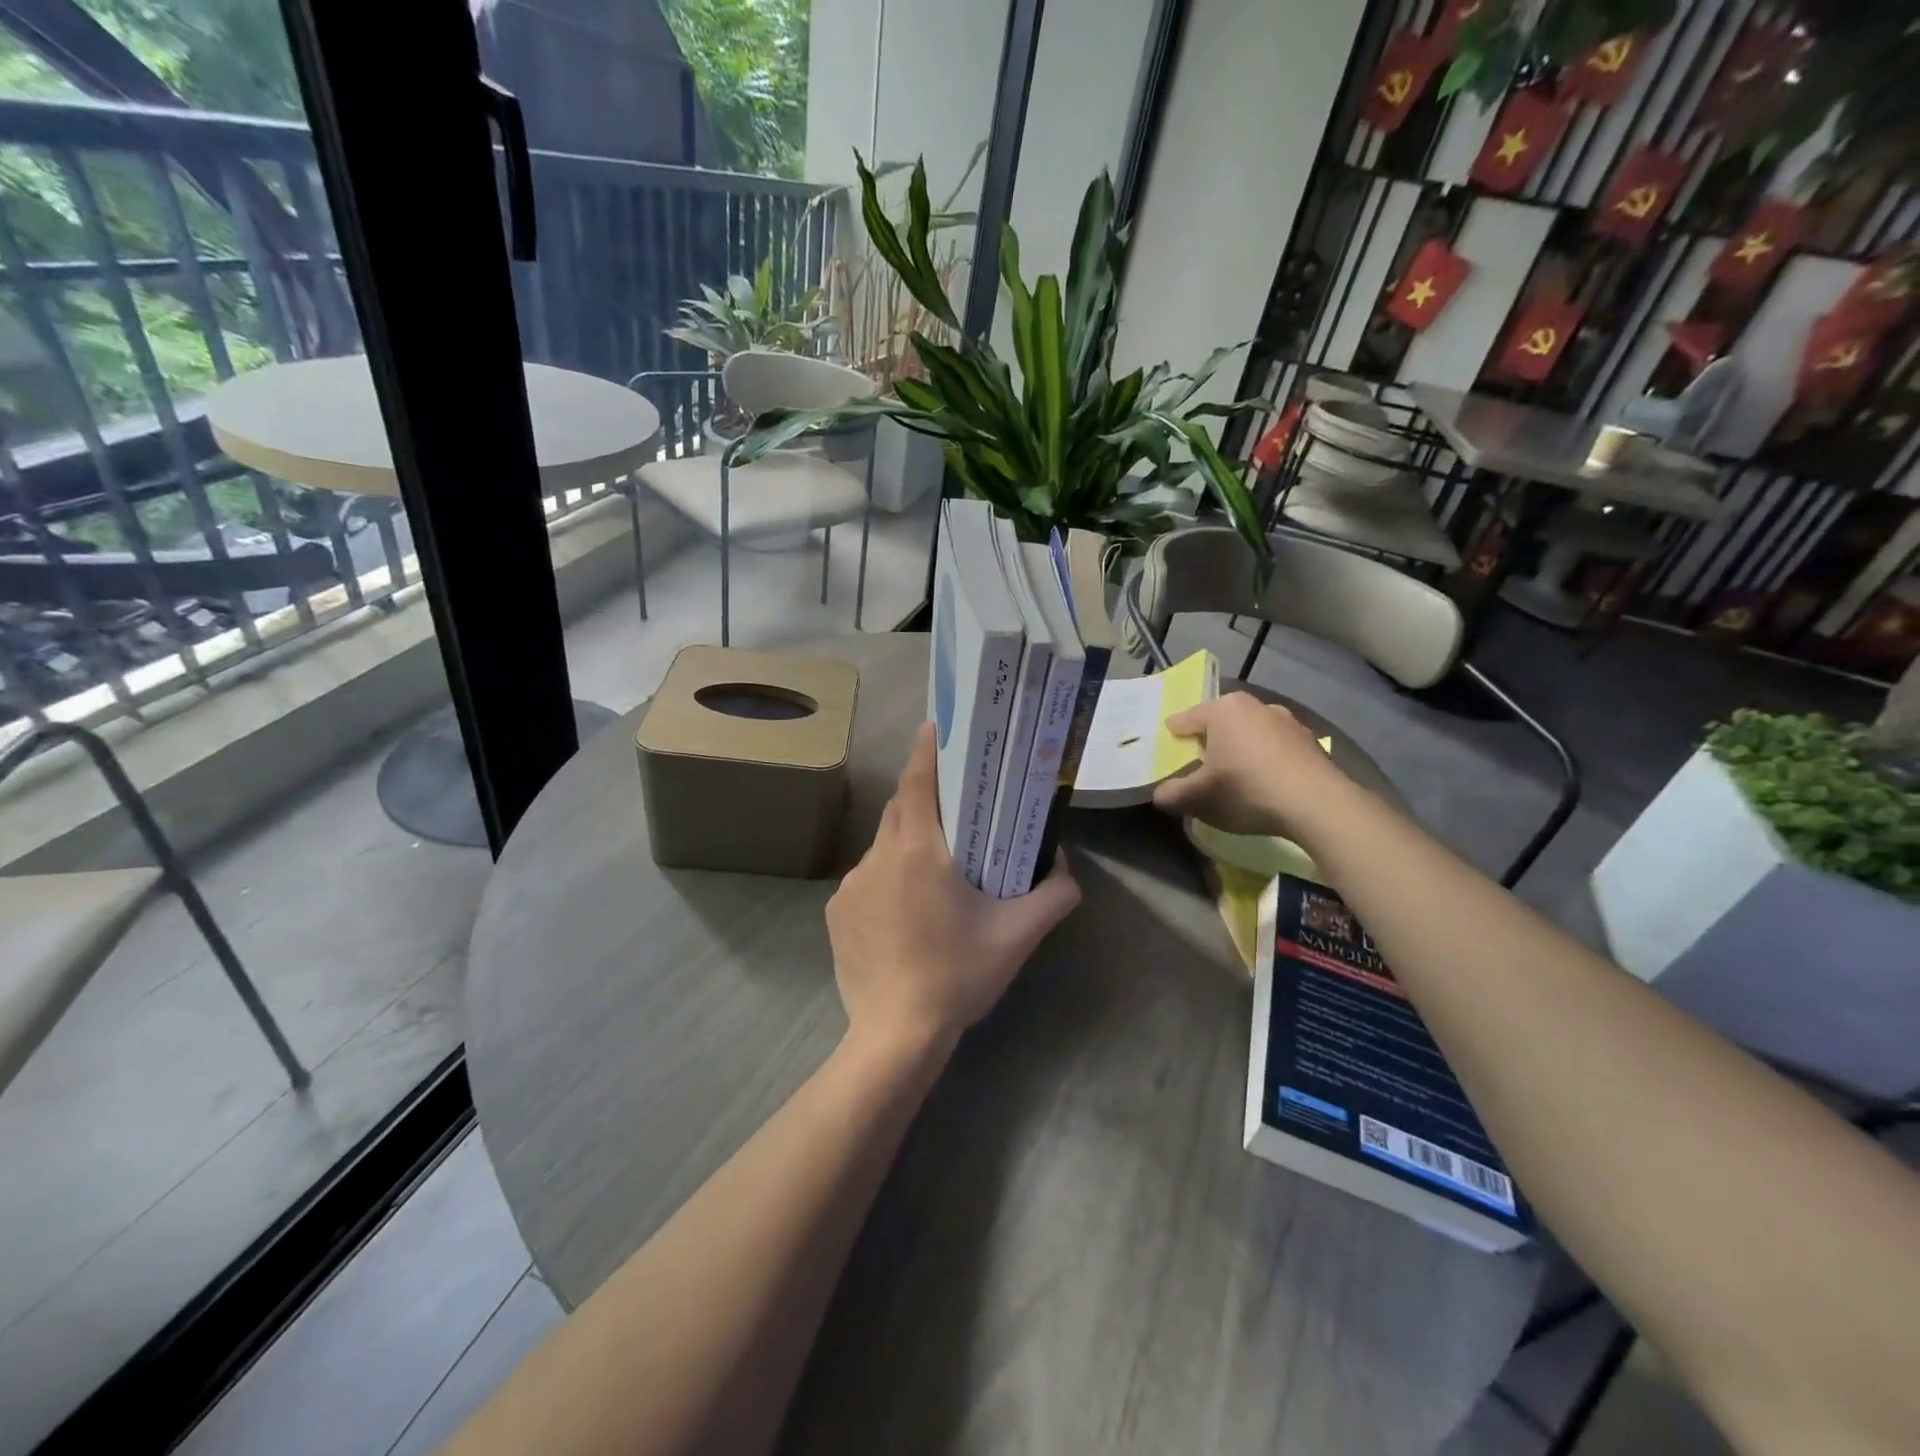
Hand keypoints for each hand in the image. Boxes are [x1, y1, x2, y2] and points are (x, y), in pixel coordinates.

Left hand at [827, 722, 1080, 1056]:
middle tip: (954, 806)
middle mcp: (877, 858)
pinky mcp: (836, 912)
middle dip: (924, 798)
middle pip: (899, 809)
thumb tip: (1063, 865)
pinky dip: (888, 879)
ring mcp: (850, 886)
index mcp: (918, 852)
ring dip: (907, 844)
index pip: (916, 783)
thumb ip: (1053, 894)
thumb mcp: (1017, 936)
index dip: (926, 750)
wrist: (895, 1035)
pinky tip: (906, 913)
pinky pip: (867, 879)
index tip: (935, 727)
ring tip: (935, 871)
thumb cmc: (959, 976)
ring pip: (883, 845)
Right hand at [1152, 692, 1354, 839]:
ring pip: (1249, 733)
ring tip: (1234, 775)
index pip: (1185, 718)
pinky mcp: (1309, 741)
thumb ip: (1173, 794)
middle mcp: (1254, 705)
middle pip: (1219, 722)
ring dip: (1239, 749)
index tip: (1167, 751)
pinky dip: (1265, 759)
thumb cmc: (1247, 790)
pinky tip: (1265, 783)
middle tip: (1199, 764)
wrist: (1317, 804)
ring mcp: (1287, 721)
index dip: (1172, 736)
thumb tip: (1160, 794)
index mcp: (1222, 709)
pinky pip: (1274, 747)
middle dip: (1208, 741)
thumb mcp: (1199, 798)